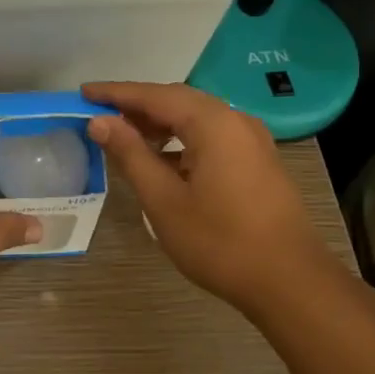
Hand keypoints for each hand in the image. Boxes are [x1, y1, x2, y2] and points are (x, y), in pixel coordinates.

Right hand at [83, 81, 333, 315]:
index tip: (84, 91)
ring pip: (196, 118)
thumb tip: (100, 122)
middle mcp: (235, 120)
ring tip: (124, 137)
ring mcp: (252, 140)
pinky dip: (181, 139)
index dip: (116, 93)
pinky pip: (211, 135)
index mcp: (213, 123)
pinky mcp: (258, 160)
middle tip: (99, 114)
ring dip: (159, 123)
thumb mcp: (163, 200)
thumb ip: (130, 154)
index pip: (154, 95)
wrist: (290, 282)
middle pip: (177, 100)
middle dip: (137, 105)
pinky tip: (162, 160)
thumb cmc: (220, 242)